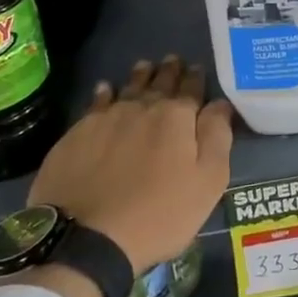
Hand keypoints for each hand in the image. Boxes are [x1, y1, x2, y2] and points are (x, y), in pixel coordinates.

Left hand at [28, 55, 233, 276]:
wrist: (87, 236)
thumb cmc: (159, 214)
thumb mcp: (207, 182)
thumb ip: (217, 137)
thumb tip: (220, 104)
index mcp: (177, 117)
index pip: (191, 89)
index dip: (196, 78)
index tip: (197, 68)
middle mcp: (142, 107)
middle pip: (159, 83)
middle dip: (169, 71)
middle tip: (173, 60)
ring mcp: (106, 118)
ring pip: (128, 88)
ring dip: (139, 76)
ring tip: (145, 66)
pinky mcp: (77, 133)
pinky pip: (96, 103)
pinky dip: (104, 92)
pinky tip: (105, 89)